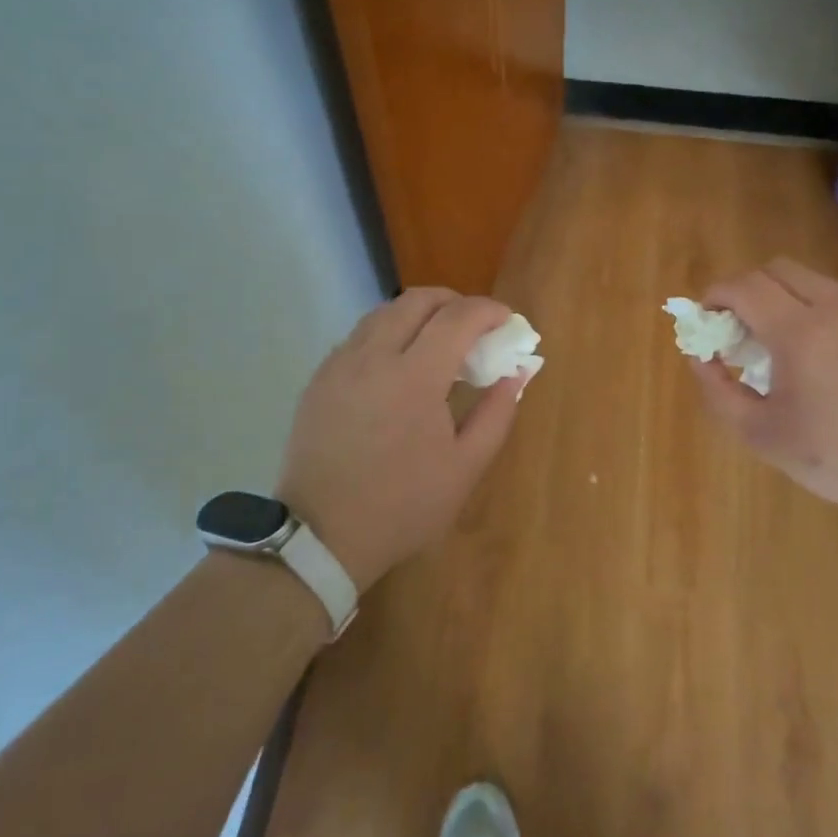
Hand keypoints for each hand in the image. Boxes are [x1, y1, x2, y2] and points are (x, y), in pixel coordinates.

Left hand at [277, 288, 527, 591]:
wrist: (322, 536)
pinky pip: (359, 336)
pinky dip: (388, 333)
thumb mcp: (466, 467)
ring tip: (437, 341)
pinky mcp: (320, 378)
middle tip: (474, 325)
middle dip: (454, 301)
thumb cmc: (404, 505)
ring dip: (418, 314)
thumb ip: (497, 412)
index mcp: (415, 377)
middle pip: (417, 300)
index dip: (488, 310)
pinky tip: (398, 364)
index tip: (506, 320)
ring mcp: (340, 364)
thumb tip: (517, 372)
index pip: (457, 317)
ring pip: (384, 312)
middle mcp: (374, 356)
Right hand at [689, 258, 837, 540]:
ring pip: (812, 281)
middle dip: (747, 288)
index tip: (706, 317)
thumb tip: (698, 357)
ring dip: (782, 298)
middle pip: (777, 269)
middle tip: (739, 328)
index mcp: (798, 332)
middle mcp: (834, 308)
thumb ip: (719, 392)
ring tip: (779, 343)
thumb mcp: (762, 435)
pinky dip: (816, 312)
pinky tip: (823, 359)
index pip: (744, 286)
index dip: (715, 295)